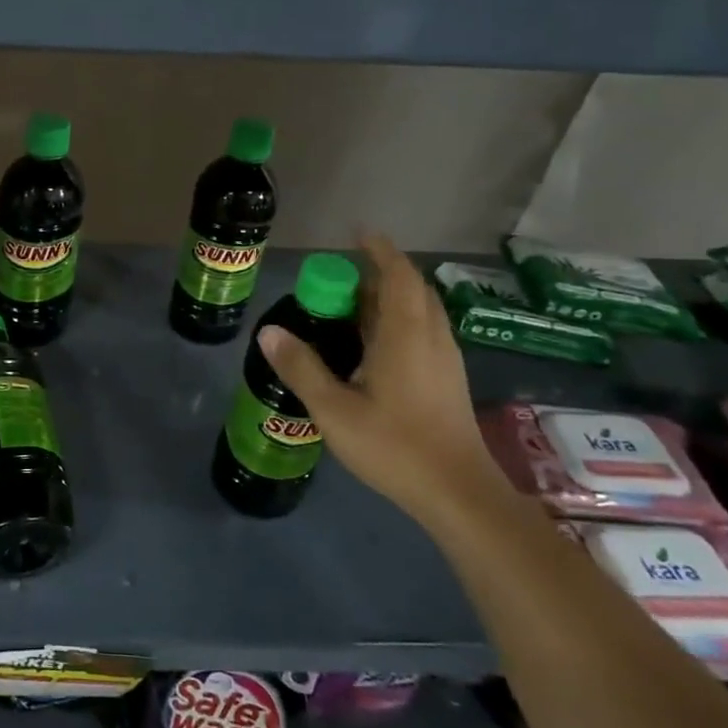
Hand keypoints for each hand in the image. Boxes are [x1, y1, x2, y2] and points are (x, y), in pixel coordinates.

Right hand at [257, 233, 508, 526]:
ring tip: (353, 306)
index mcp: (406, 334)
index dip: (379, 250)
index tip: (357, 234)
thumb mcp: (334, 409)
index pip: (397, 275)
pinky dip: (399, 319)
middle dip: (380, 273)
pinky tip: (374, 344)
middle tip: (342, 276)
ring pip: (420, 311)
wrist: (458, 493)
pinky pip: (423, 330)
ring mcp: (444, 359)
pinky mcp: (447, 379)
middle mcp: (430, 337)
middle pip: (411, 289)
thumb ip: (301, 367)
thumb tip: (269, 332)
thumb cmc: (394, 445)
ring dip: (390, 297)